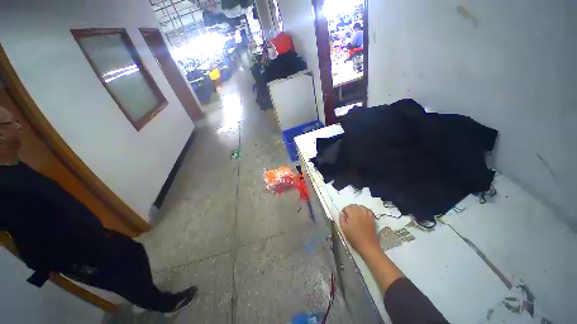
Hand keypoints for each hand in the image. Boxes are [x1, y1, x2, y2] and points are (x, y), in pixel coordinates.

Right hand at [339, 204, 378, 255]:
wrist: (368, 246)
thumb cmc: (354, 238)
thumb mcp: (344, 229)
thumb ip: (341, 219)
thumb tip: (342, 214)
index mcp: (353, 214)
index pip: (347, 207)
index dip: (344, 211)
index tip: (343, 215)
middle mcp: (360, 212)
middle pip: (354, 205)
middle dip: (350, 209)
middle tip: (348, 215)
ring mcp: (367, 215)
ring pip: (361, 207)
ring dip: (357, 209)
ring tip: (355, 214)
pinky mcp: (372, 218)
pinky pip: (368, 210)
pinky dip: (364, 211)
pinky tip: (363, 215)